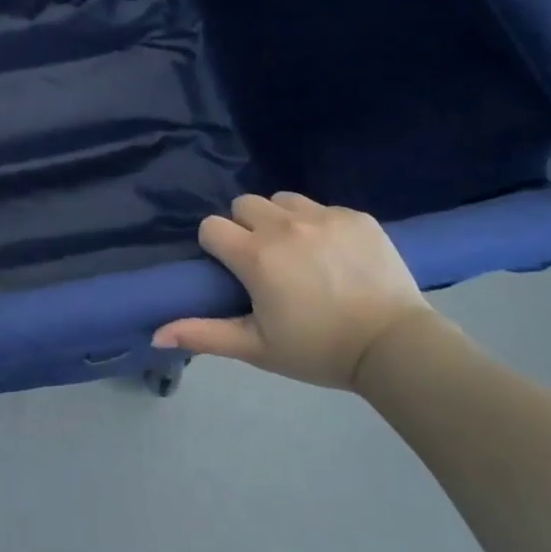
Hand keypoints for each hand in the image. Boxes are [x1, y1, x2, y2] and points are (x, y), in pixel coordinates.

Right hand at [153, 193, 435, 392]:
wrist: (394, 347)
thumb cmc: (318, 351)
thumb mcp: (257, 348)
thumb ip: (204, 335)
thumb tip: (156, 334)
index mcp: (256, 255)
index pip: (211, 226)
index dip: (215, 246)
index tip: (231, 270)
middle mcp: (284, 226)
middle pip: (244, 204)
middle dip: (245, 227)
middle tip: (265, 262)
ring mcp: (324, 216)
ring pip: (282, 200)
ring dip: (280, 220)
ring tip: (298, 252)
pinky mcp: (356, 216)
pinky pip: (322, 208)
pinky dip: (319, 225)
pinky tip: (334, 255)